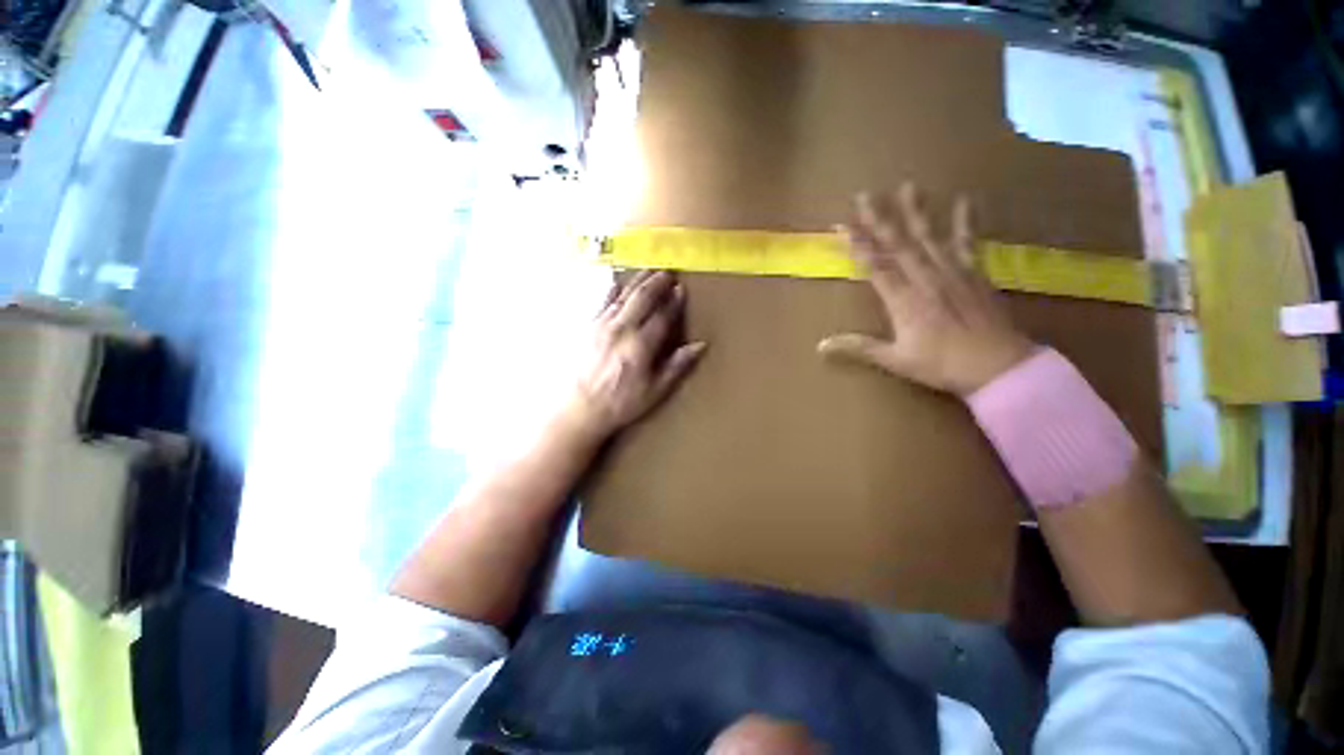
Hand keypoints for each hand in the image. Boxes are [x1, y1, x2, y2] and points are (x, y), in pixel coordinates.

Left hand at [564, 270, 705, 439]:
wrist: (579, 408)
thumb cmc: (620, 403)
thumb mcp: (654, 391)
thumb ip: (677, 366)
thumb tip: (700, 345)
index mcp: (641, 345)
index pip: (662, 316)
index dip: (673, 302)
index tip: (681, 289)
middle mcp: (622, 329)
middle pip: (643, 298)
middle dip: (656, 283)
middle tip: (667, 272)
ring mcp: (602, 325)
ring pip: (624, 296)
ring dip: (638, 281)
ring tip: (649, 270)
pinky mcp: (588, 327)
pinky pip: (603, 302)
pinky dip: (612, 291)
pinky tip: (617, 283)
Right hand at [819, 183, 1034, 396]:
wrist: (997, 366)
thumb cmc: (941, 365)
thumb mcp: (895, 359)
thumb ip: (858, 347)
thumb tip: (820, 345)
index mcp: (902, 300)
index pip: (875, 265)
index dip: (857, 245)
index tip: (843, 225)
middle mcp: (925, 279)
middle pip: (897, 244)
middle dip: (879, 219)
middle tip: (865, 195)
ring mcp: (952, 272)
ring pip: (928, 237)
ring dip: (915, 212)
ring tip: (907, 186)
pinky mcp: (974, 273)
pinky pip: (967, 242)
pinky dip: (965, 221)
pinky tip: (963, 200)